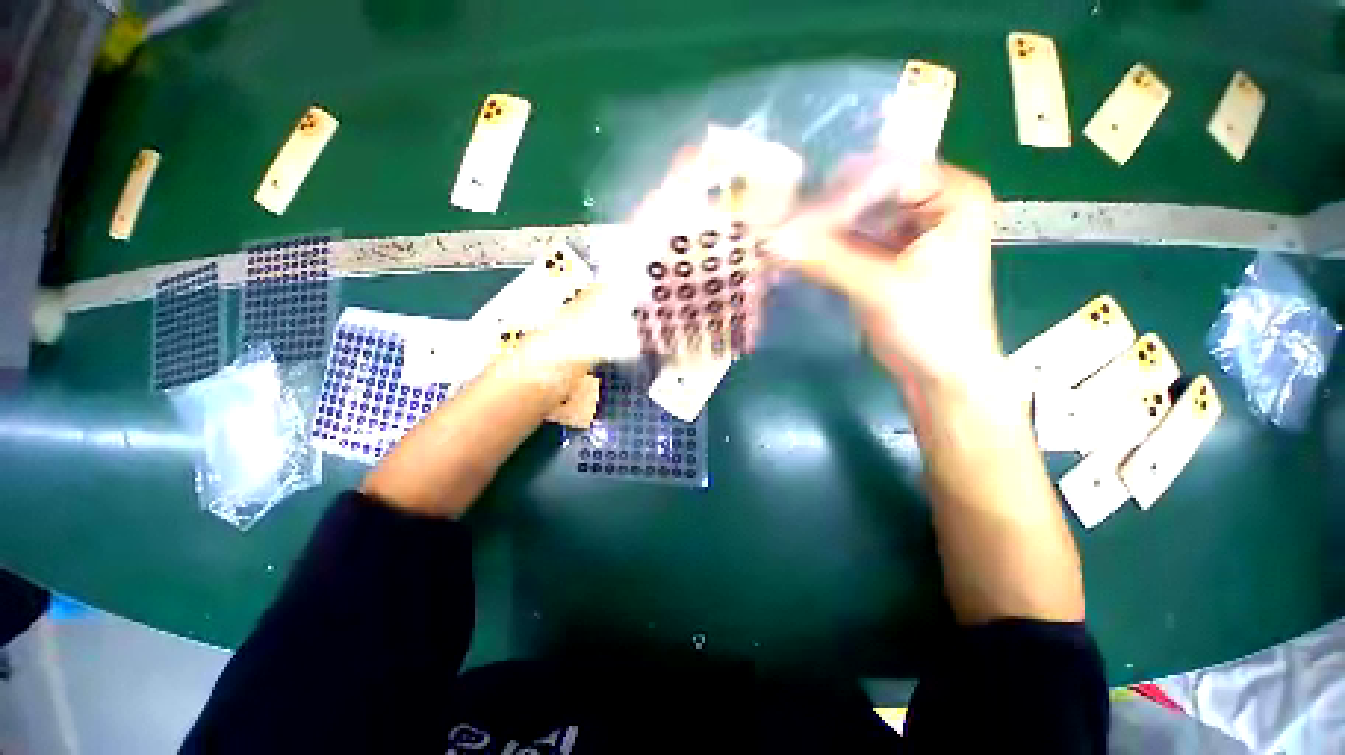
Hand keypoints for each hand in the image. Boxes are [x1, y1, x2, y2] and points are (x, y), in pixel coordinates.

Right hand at [773, 160, 1001, 393]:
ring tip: (780, 236)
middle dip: (823, 211)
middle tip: (779, 223)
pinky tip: (794, 252)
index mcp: (952, 195)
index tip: (794, 213)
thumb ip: (825, 260)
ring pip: (853, 217)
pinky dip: (823, 248)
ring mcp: (906, 229)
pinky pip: (849, 240)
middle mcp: (930, 202)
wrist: (940, 374)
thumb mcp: (879, 288)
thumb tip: (770, 241)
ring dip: (818, 231)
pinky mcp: (885, 254)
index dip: (838, 192)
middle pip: (866, 193)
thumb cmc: (931, 326)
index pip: (884, 173)